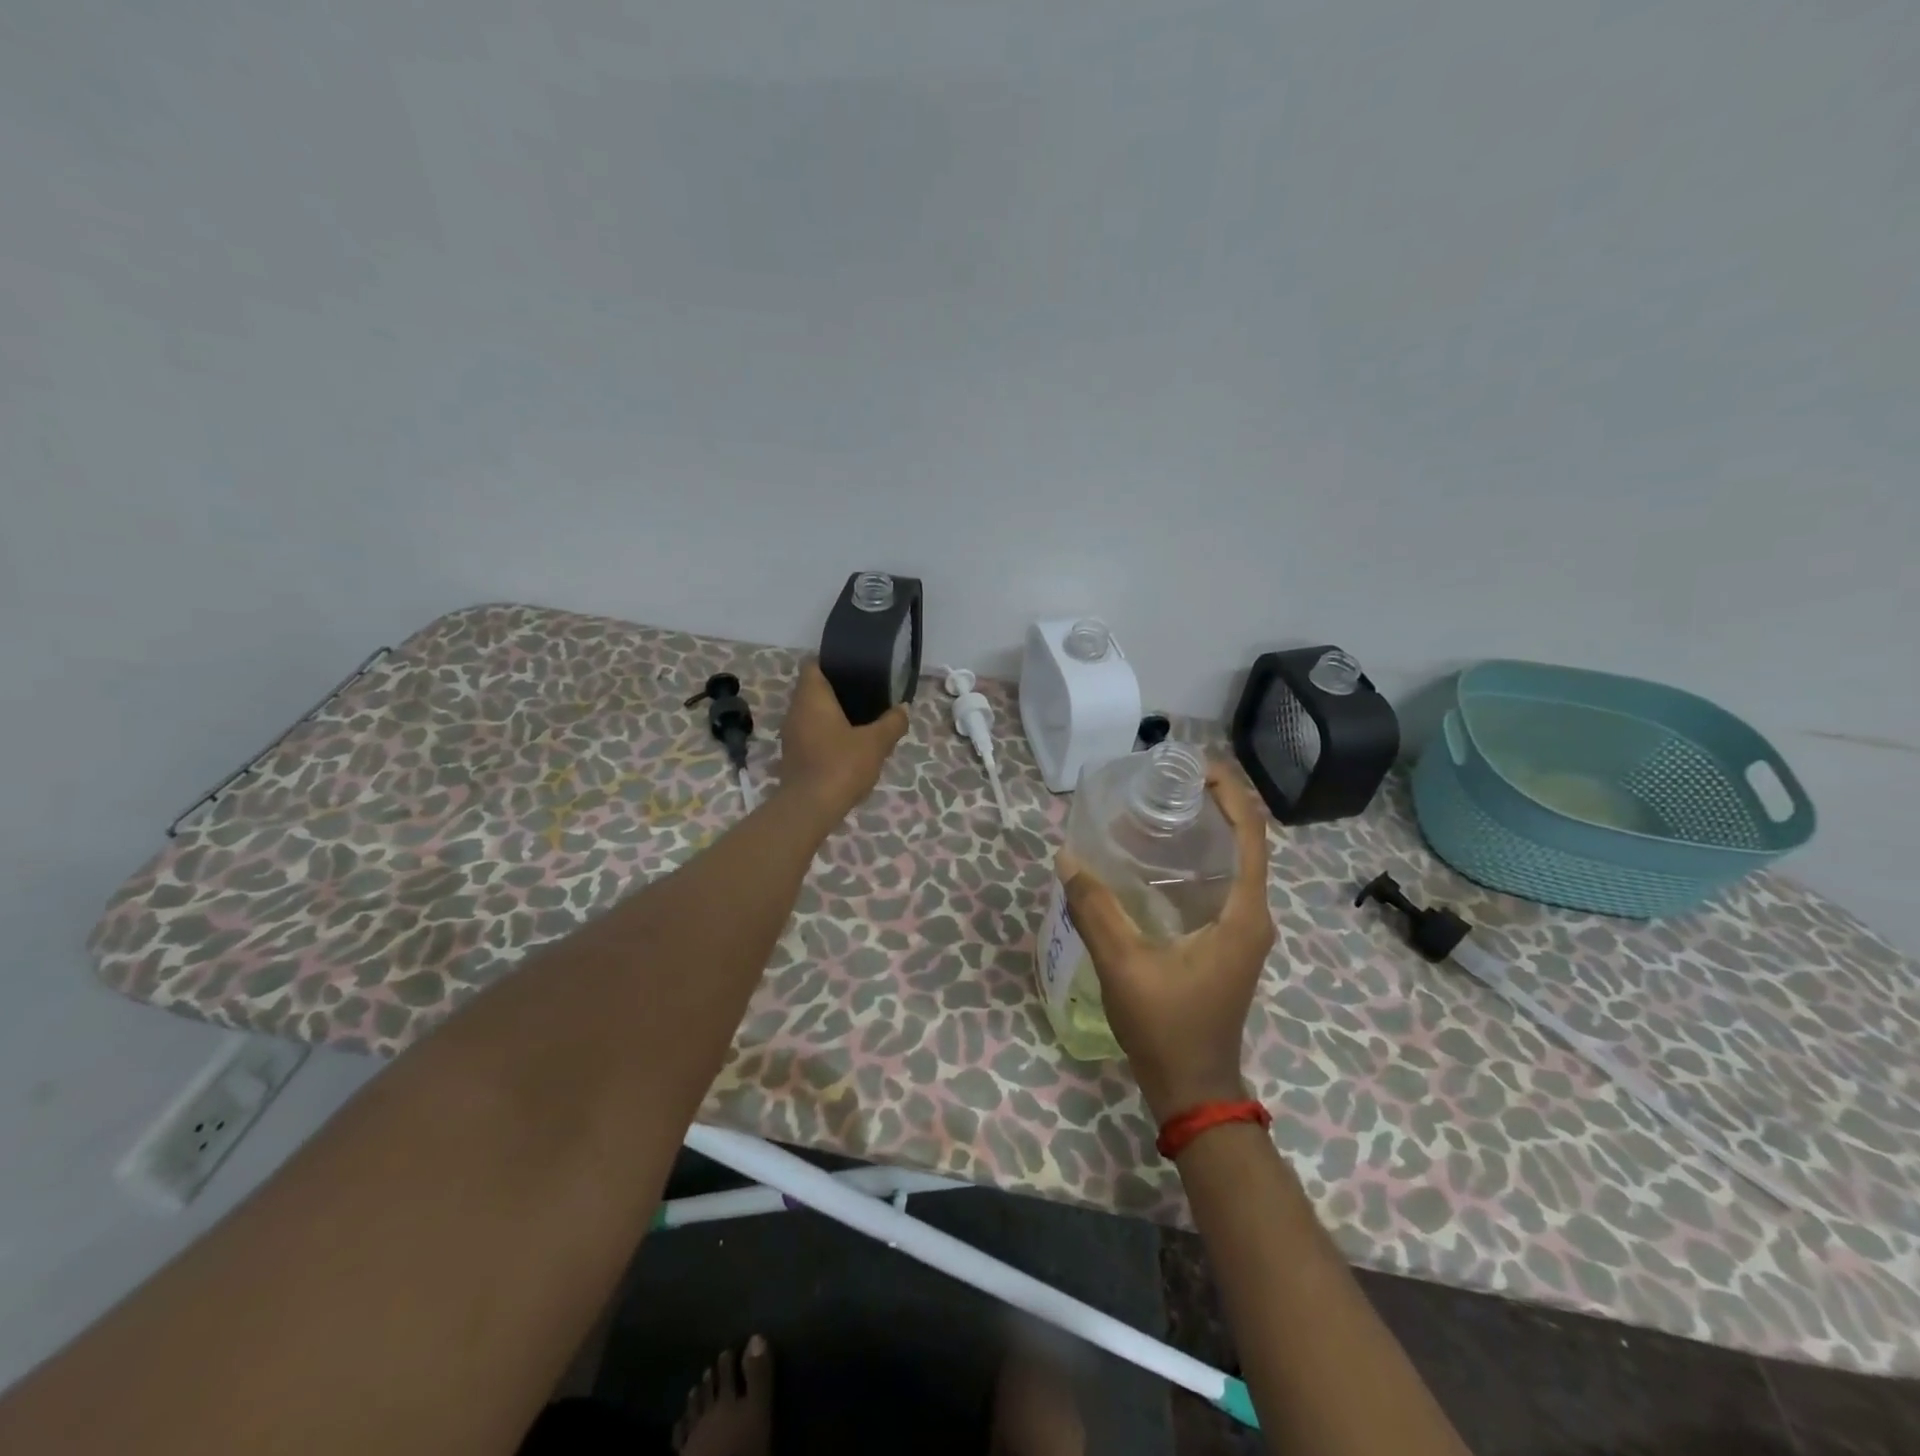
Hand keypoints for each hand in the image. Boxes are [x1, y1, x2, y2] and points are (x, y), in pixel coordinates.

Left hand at [776, 660, 909, 825]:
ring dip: (832, 714)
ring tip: (861, 719)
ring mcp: (791, 735)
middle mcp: (795, 710)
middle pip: (813, 689)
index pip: (813, 664)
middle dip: (837, 690)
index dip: (831, 662)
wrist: (810, 808)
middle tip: (866, 694)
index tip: (854, 668)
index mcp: (811, 697)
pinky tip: (848, 745)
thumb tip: (903, 709)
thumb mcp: (876, 743)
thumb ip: (892, 723)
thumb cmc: (841, 764)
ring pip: (812, 714)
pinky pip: (811, 734)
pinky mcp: (793, 756)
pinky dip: (827, 734)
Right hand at [1058, 764, 1275, 1122]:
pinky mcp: (1226, 944)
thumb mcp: (1124, 966)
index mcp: (1243, 914)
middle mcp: (1252, 916)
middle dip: (1213, 804)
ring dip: (1205, 831)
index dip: (1230, 792)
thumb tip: (1067, 859)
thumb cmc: (1167, 1027)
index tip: (1193, 765)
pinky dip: (1195, 861)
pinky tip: (1155, 860)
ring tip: (1158, 809)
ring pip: (1232, 864)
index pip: (1251, 835)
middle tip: (1164, 783)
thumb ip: (1095, 910)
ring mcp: (1241, 932)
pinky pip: (1219, 886)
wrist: (1194, 1090)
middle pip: (1245, 842)